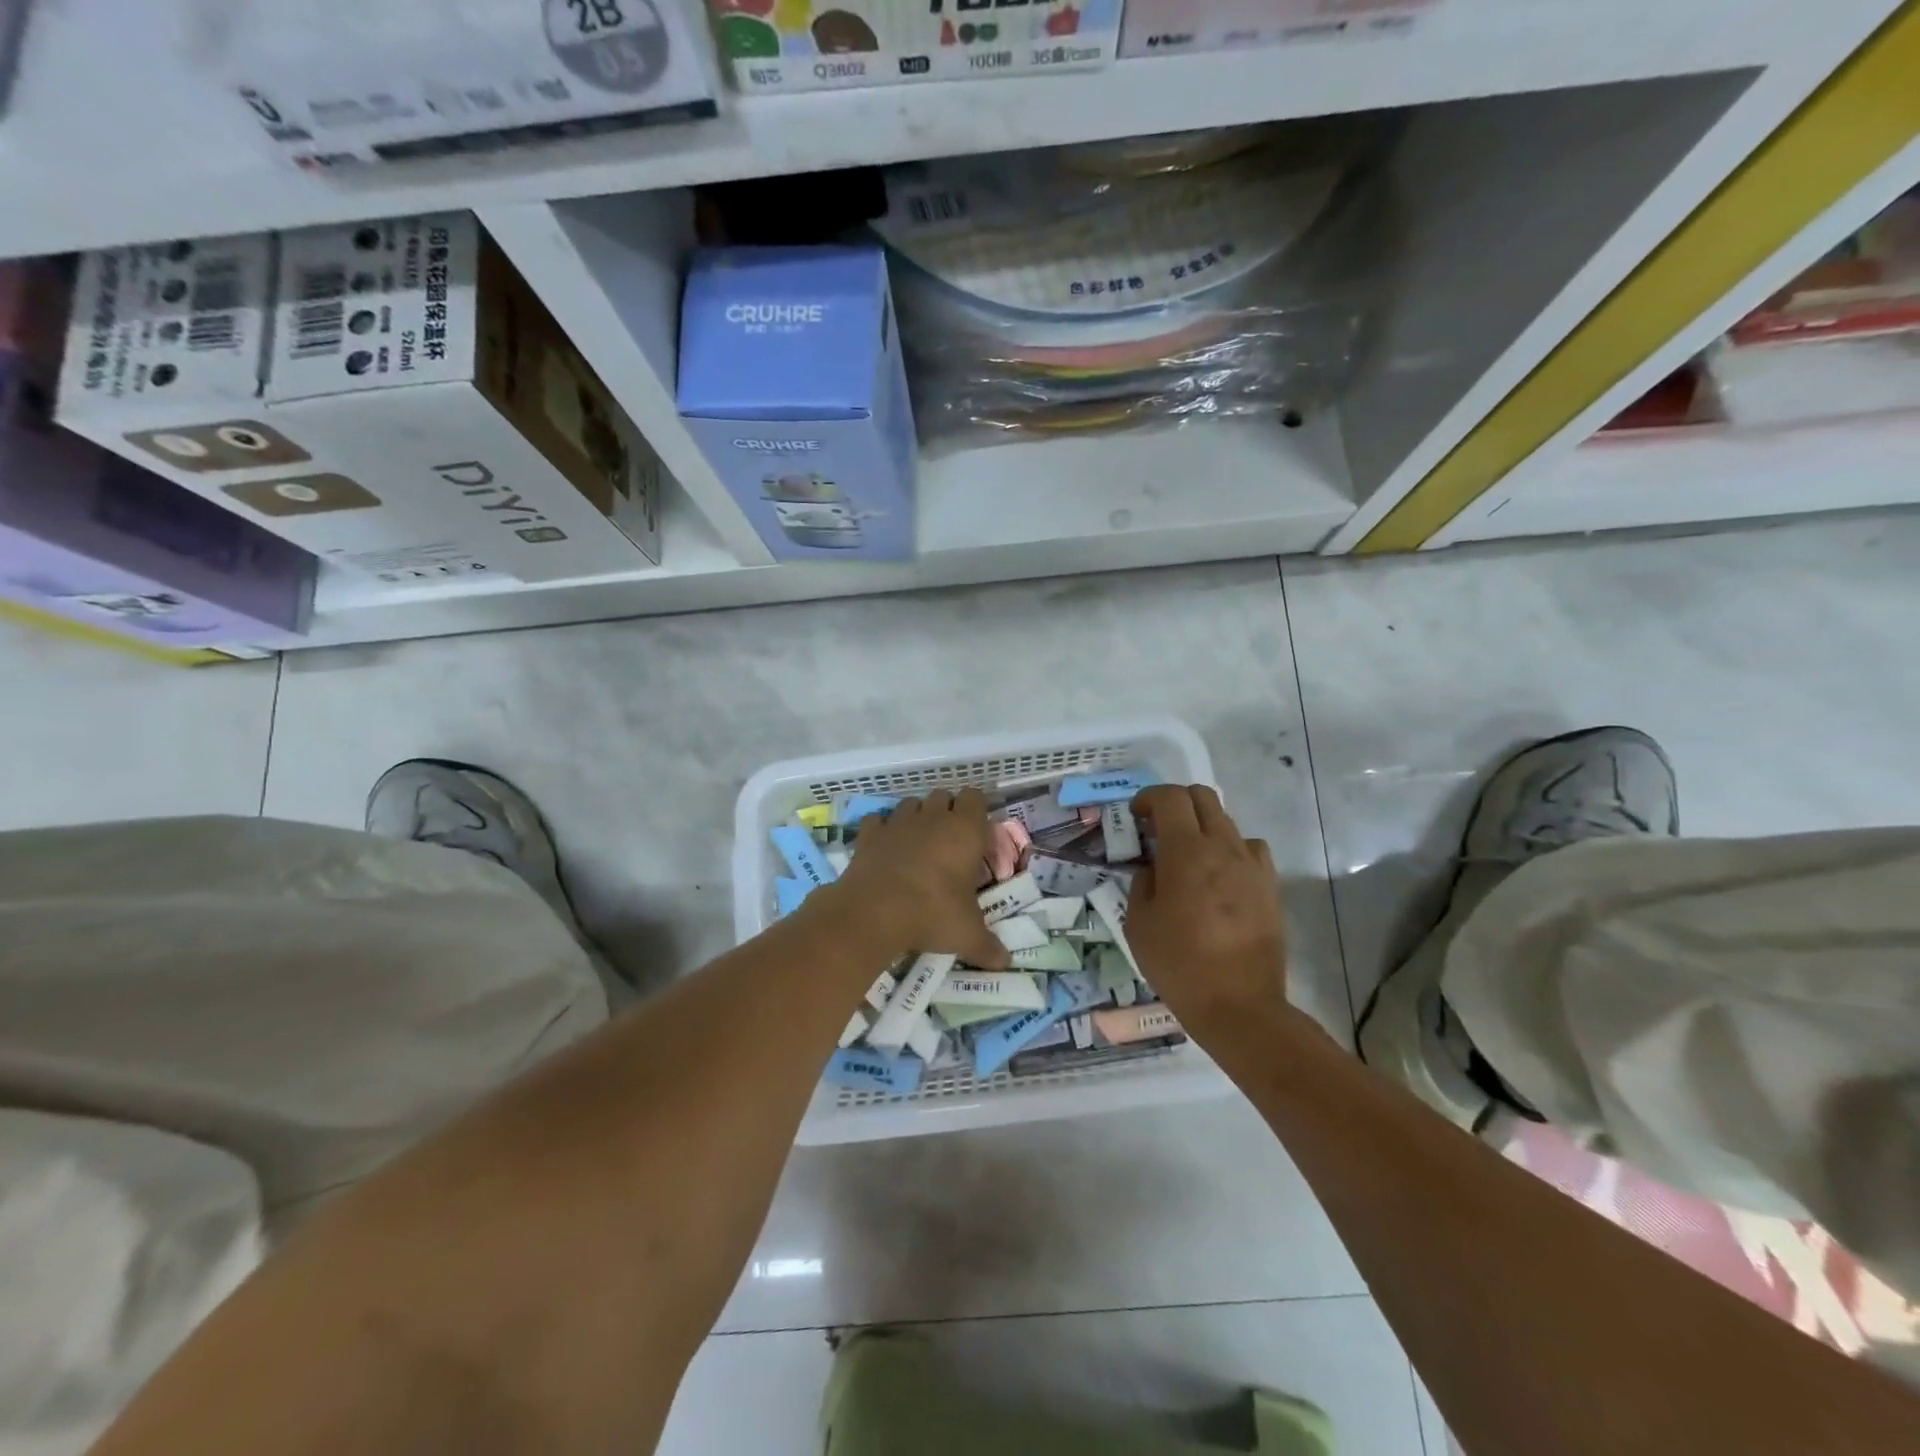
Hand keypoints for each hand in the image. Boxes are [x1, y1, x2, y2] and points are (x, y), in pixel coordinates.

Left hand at [831, 789, 1010, 968]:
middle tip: (950, 842)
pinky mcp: (869, 834)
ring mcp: (898, 822)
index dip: (977, 810)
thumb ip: (988, 946)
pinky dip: (882, 829)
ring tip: (919, 844)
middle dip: (947, 811)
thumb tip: (1005, 963)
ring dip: (917, 817)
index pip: (976, 797)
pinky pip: (878, 820)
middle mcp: (932, 818)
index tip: (978, 834)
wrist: (874, 912)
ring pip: (911, 803)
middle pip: (943, 795)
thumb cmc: (932, 914)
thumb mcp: (967, 934)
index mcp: (964, 830)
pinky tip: (886, 848)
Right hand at [1128, 785, 1287, 1039]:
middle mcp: (1223, 847)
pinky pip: (1251, 849)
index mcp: (1186, 852)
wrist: (1239, 1006)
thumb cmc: (1179, 964)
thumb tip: (1153, 868)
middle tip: (1158, 830)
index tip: (1136, 817)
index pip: (1170, 797)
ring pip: (1227, 821)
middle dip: (1176, 803)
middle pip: (1202, 797)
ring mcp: (1252, 865)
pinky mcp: (1270, 886)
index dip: (1148, 798)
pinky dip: (1231, 850)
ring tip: (1189, 857)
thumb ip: (1142, 883)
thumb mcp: (1138, 923)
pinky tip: (1221, 876)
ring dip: (1203, 827)